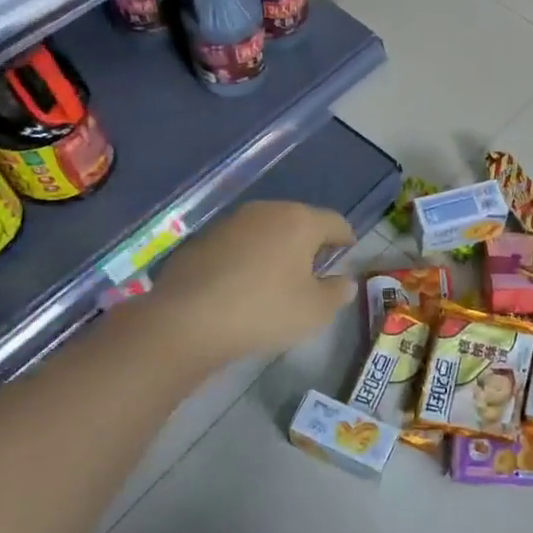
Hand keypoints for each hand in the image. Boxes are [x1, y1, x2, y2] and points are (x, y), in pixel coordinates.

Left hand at [150, 201, 356, 363]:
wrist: (185, 321)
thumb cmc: (263, 311)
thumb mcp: (315, 311)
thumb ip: (338, 293)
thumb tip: (345, 282)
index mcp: (300, 221)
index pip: (336, 222)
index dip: (346, 240)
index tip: (347, 257)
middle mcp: (267, 211)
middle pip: (299, 222)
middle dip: (310, 244)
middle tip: (313, 273)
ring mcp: (231, 222)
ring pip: (266, 231)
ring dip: (276, 250)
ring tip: (276, 281)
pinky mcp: (202, 239)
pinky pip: (238, 245)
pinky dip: (246, 259)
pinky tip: (241, 287)